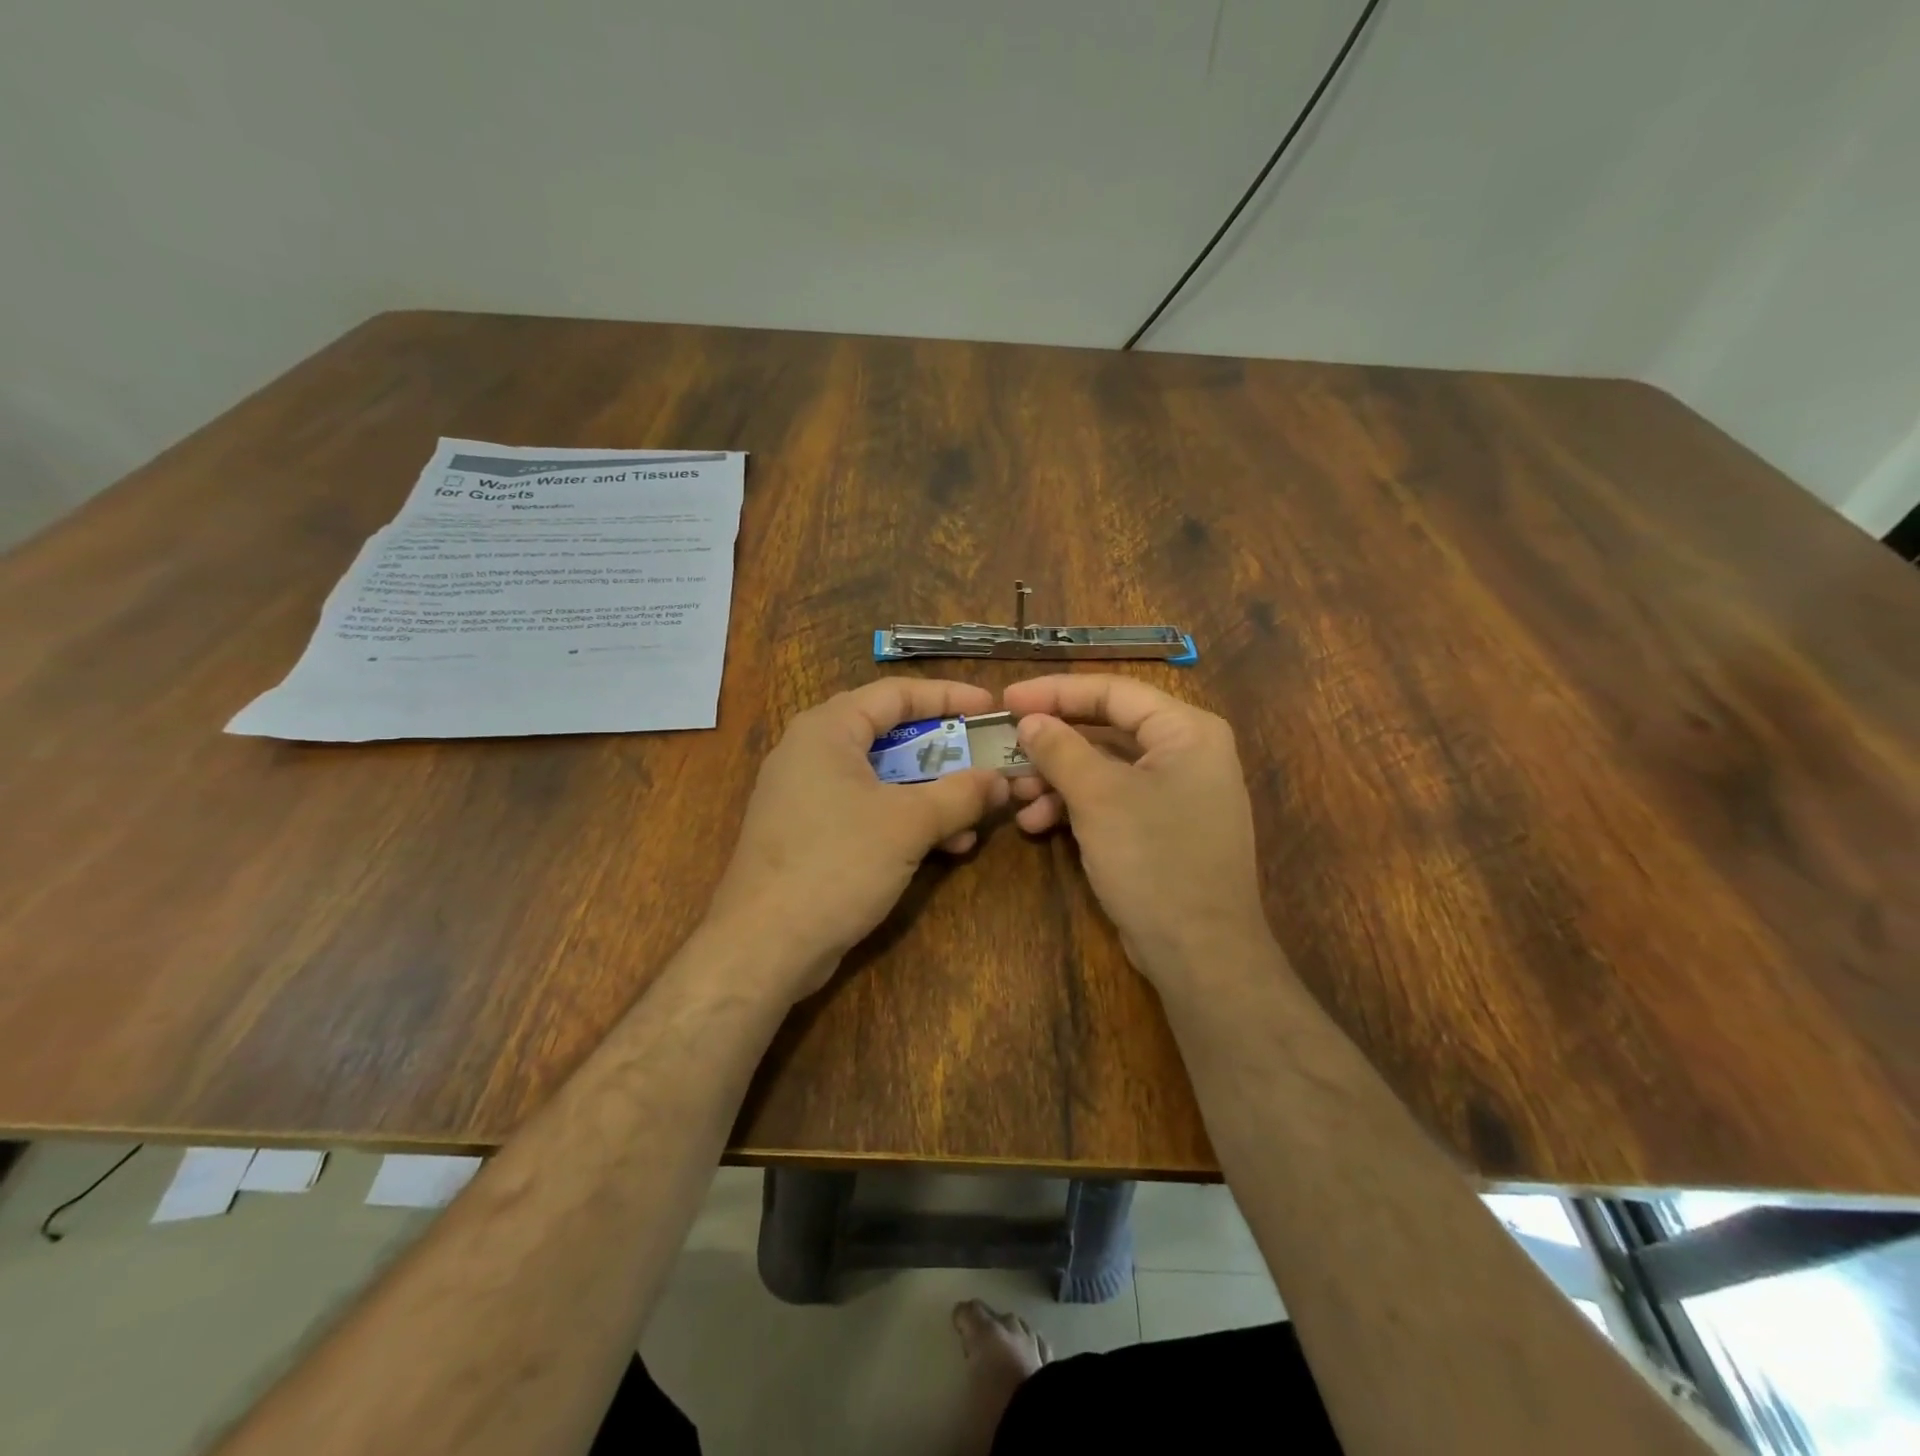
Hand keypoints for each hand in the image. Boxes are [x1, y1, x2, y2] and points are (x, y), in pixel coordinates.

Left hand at [707, 678, 1010, 997]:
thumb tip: (1001, 780)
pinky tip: (945, 846)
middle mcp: (813, 751)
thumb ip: (960, 794)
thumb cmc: (836, 864)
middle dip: (945, 753)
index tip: (991, 707)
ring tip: (976, 817)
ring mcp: (807, 794)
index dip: (949, 697)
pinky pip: (868, 809)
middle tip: (987, 761)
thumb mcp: (908, 824)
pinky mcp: (810, 832)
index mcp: (828, 729)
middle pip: (891, 734)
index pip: (897, 693)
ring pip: (883, 777)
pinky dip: (906, 819)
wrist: (763, 945)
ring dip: (932, 793)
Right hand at [1001, 675, 1273, 983]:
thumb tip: (1030, 720)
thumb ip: (1061, 749)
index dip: (1056, 692)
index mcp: (1186, 731)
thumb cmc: (1154, 858)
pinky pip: (1110, 801)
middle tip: (1006, 747)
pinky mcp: (1160, 829)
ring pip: (1103, 768)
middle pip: (1106, 729)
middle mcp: (1186, 754)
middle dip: (1053, 743)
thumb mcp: (1099, 797)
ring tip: (1016, 796)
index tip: (1008, 699)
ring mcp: (1174, 794)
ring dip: (1056, 779)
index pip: (1113, 692)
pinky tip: (1036, 824)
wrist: (1199, 953)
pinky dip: (1074, 807)